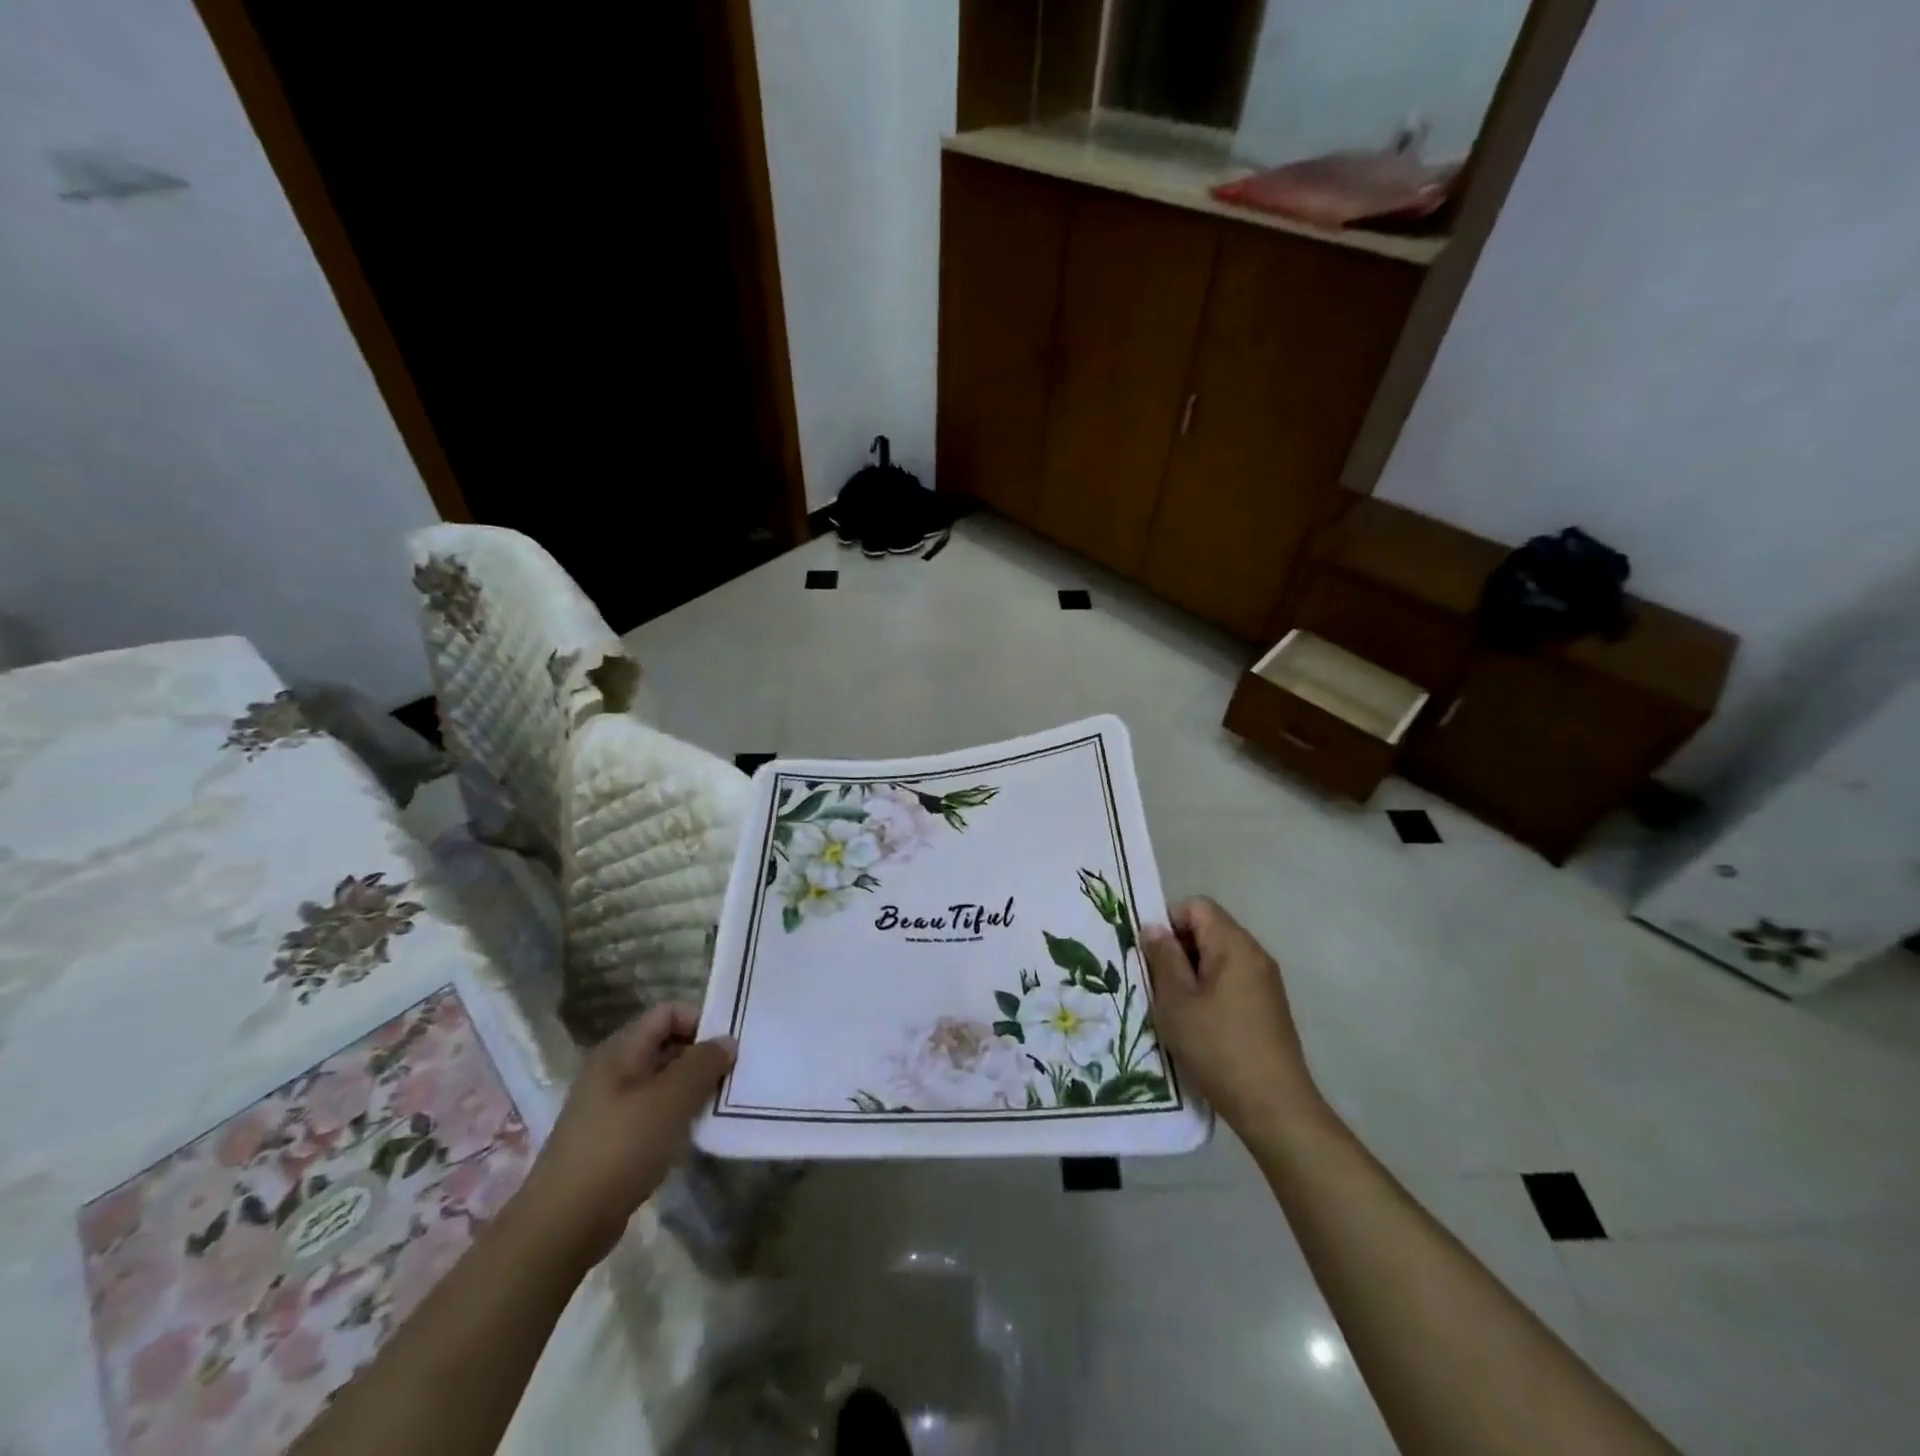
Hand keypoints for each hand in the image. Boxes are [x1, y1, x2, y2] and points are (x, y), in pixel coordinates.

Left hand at [515, 1004, 734, 1269]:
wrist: (564, 1225)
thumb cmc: (619, 1149)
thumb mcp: (670, 1100)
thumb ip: (702, 1064)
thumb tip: (727, 1041)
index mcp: (620, 1050)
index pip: (668, 1012)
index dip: (700, 1020)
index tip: (729, 1046)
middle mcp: (613, 1070)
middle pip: (666, 1044)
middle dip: (701, 1056)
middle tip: (732, 1076)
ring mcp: (610, 1106)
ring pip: (662, 1081)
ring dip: (692, 1089)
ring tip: (718, 1106)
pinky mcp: (613, 1138)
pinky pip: (653, 1112)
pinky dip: (676, 1116)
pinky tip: (693, 1135)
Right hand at [1142, 897, 1318, 1132]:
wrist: (1274, 1106)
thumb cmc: (1217, 1047)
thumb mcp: (1176, 1000)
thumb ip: (1163, 957)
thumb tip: (1154, 927)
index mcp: (1234, 945)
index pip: (1197, 906)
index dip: (1169, 922)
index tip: (1152, 956)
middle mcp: (1255, 954)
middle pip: (1210, 928)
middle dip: (1179, 948)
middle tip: (1158, 983)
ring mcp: (1266, 981)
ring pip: (1219, 956)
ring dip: (1192, 972)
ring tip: (1176, 1006)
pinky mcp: (1269, 1007)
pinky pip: (1232, 980)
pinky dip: (1210, 990)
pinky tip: (1199, 1023)